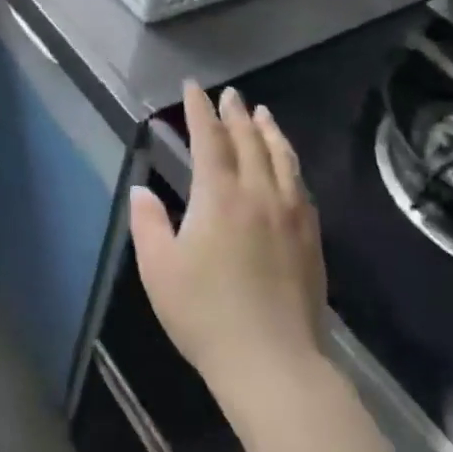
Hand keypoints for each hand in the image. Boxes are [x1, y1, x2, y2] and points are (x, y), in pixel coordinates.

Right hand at [131, 83, 326, 411]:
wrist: (274, 364)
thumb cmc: (206, 315)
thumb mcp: (159, 270)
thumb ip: (148, 224)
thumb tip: (142, 191)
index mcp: (219, 195)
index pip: (210, 138)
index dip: (200, 109)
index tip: (194, 88)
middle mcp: (259, 193)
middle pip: (249, 140)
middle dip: (236, 113)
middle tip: (230, 94)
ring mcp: (290, 214)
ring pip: (282, 158)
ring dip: (269, 131)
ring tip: (263, 113)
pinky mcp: (310, 237)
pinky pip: (301, 185)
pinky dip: (290, 163)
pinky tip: (288, 166)